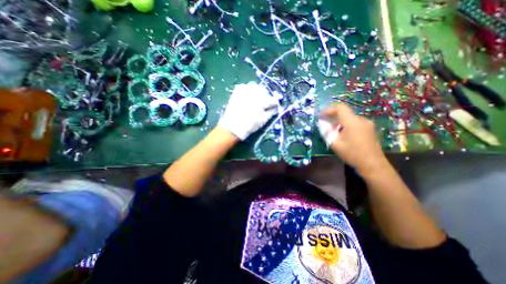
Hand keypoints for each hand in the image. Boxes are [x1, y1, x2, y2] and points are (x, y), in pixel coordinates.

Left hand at [218, 81, 277, 138]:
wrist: (233, 127)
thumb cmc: (249, 125)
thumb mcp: (263, 121)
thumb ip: (271, 112)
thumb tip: (275, 108)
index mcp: (262, 101)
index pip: (273, 100)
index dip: (274, 104)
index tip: (273, 108)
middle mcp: (255, 93)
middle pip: (265, 92)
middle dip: (266, 98)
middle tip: (263, 105)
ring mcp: (245, 90)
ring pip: (256, 87)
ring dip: (257, 93)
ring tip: (255, 100)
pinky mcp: (238, 91)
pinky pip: (246, 87)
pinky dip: (248, 91)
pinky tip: (247, 97)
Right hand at [320, 103, 388, 175]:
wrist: (373, 165)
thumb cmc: (352, 154)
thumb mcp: (335, 144)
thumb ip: (327, 132)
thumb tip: (322, 124)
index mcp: (352, 122)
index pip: (340, 108)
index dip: (329, 109)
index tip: (321, 115)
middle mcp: (361, 120)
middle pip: (345, 113)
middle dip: (333, 118)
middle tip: (325, 125)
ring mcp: (367, 124)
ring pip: (350, 119)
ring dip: (339, 123)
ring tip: (333, 132)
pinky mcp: (370, 130)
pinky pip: (355, 123)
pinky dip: (346, 126)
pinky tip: (343, 136)